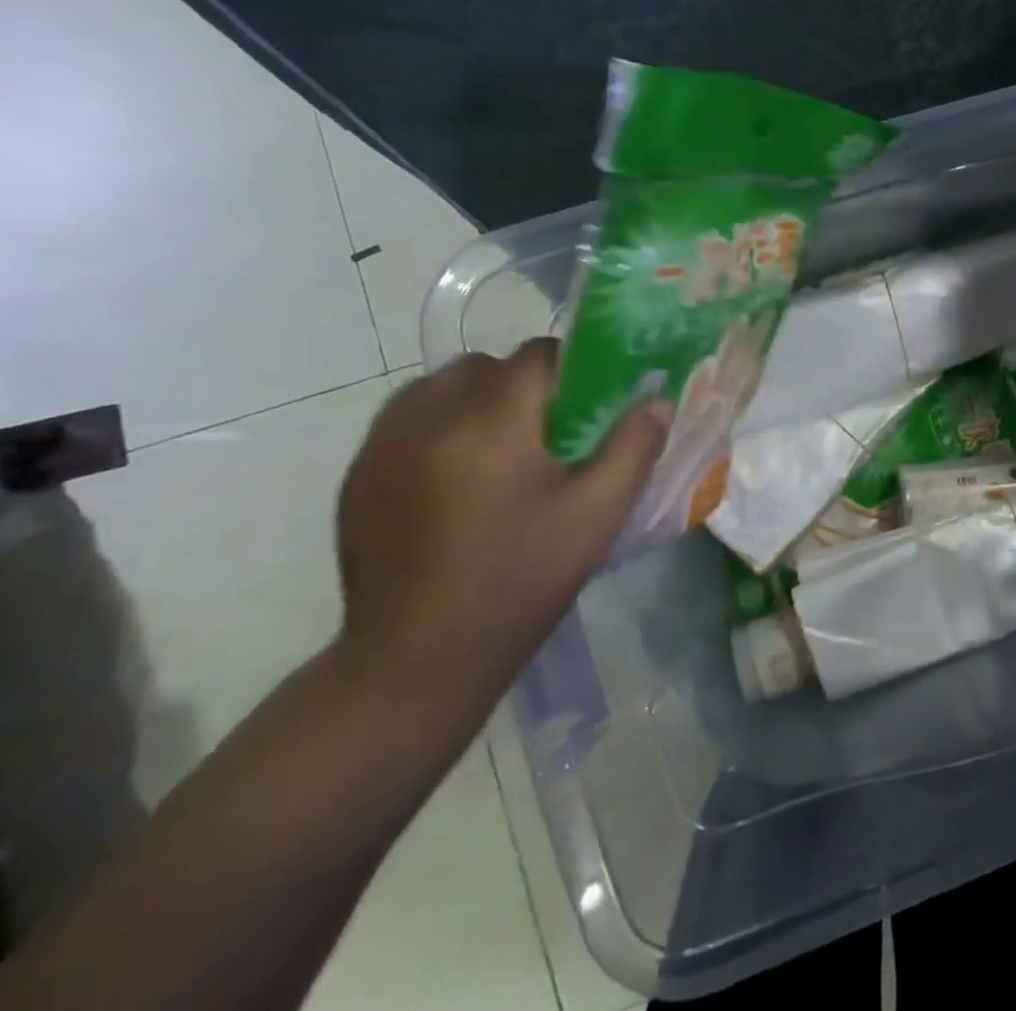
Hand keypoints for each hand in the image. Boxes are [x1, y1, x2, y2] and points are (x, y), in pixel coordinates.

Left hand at [334, 339, 668, 727]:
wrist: (416, 660)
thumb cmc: (521, 580)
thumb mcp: (598, 514)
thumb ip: (634, 447)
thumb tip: (657, 401)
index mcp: (491, 421)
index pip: (537, 356)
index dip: (572, 369)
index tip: (588, 407)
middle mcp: (429, 416)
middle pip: (487, 365)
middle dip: (523, 384)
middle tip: (548, 435)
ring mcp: (382, 444)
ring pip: (440, 385)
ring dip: (477, 399)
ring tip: (499, 451)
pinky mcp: (358, 473)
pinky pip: (407, 418)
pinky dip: (439, 425)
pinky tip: (457, 477)